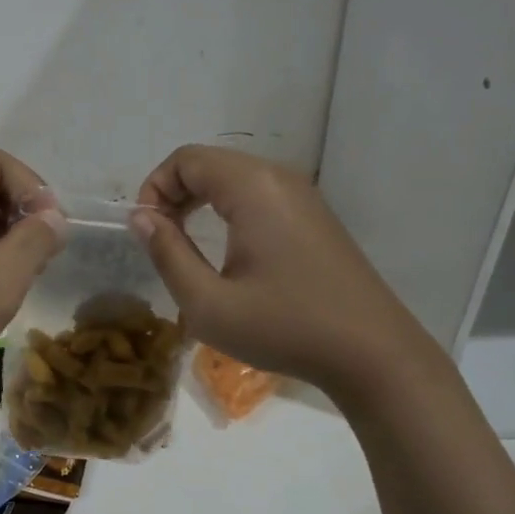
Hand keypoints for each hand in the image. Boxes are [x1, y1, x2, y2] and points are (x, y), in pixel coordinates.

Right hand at [132, 145, 432, 394]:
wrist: (374, 354)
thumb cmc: (284, 327)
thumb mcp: (208, 303)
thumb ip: (167, 253)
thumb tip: (140, 217)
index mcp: (252, 187)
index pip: (186, 159)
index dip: (154, 188)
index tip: (146, 232)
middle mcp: (278, 177)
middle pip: (209, 163)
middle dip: (174, 193)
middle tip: (161, 239)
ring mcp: (302, 194)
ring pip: (233, 177)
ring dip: (200, 201)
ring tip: (187, 245)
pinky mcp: (315, 215)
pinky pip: (258, 193)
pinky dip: (229, 208)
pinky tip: (228, 250)